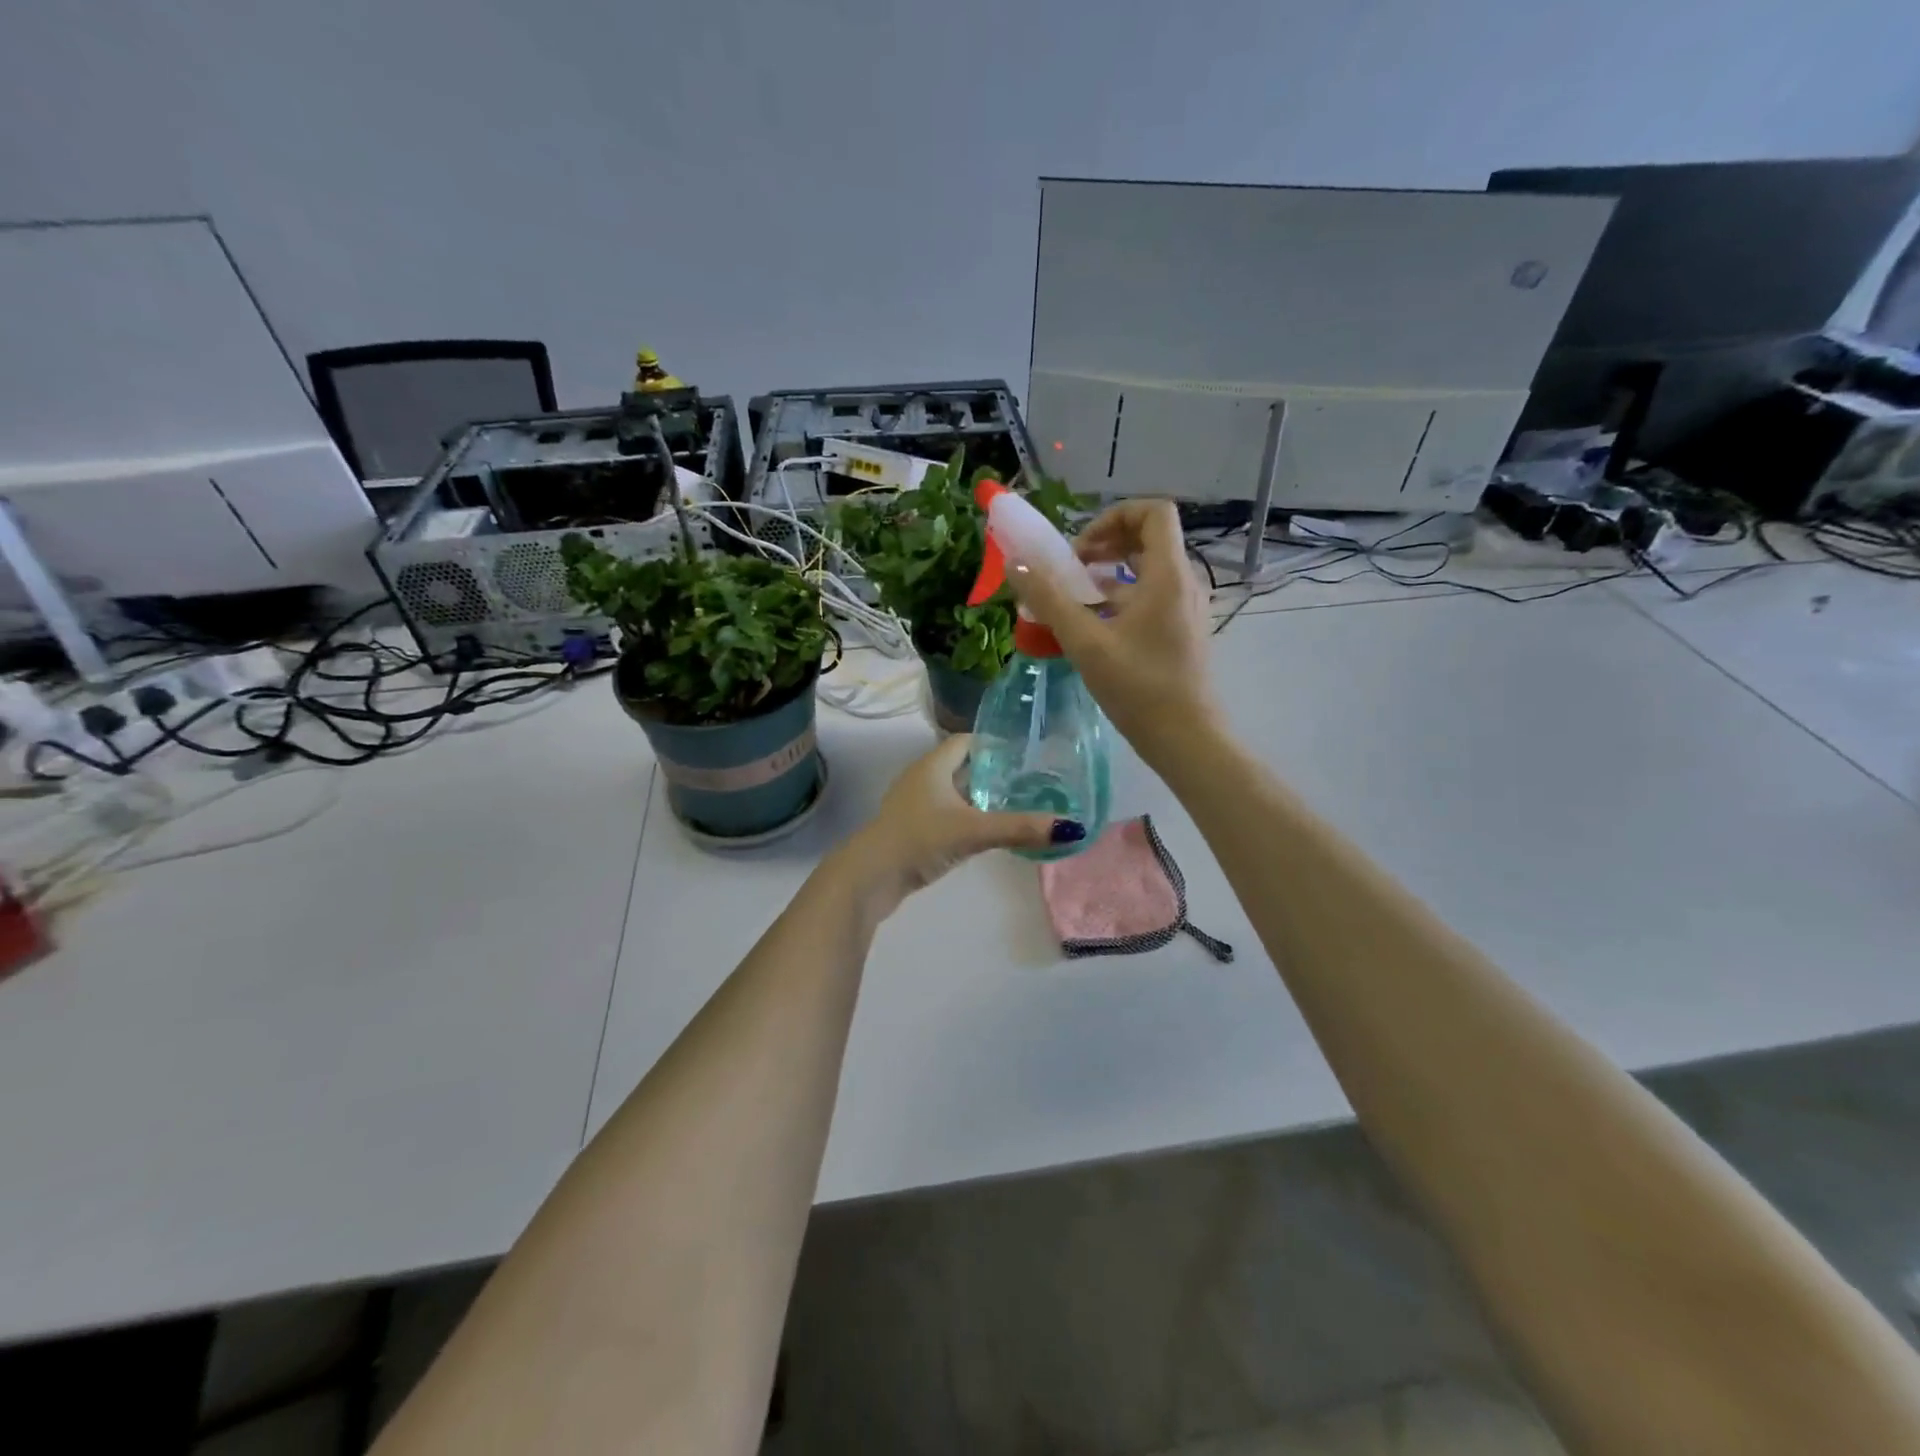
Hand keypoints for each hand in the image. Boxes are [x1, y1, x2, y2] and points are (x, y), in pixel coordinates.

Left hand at [837, 735, 1084, 914]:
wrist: (870, 877)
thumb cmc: (919, 839)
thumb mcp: (974, 830)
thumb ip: (1020, 828)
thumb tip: (1071, 828)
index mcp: (932, 765)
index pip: (966, 741)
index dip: (994, 742)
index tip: (1024, 751)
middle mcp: (921, 778)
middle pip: (961, 766)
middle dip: (992, 771)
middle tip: (1028, 779)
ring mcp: (913, 805)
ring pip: (953, 792)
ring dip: (978, 796)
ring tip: (1014, 804)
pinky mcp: (911, 829)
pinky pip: (945, 814)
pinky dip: (966, 817)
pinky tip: (985, 832)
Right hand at [1008, 498, 1221, 769]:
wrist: (1185, 738)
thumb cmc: (1139, 687)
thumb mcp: (1086, 642)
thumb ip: (1049, 599)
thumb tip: (1016, 563)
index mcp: (1168, 575)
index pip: (1154, 512)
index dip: (1115, 515)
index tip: (1081, 546)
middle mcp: (1183, 583)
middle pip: (1149, 538)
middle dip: (1106, 542)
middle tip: (1072, 567)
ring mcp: (1185, 608)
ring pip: (1148, 570)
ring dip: (1110, 572)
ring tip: (1075, 595)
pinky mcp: (1180, 631)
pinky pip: (1150, 596)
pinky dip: (1121, 597)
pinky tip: (1093, 624)